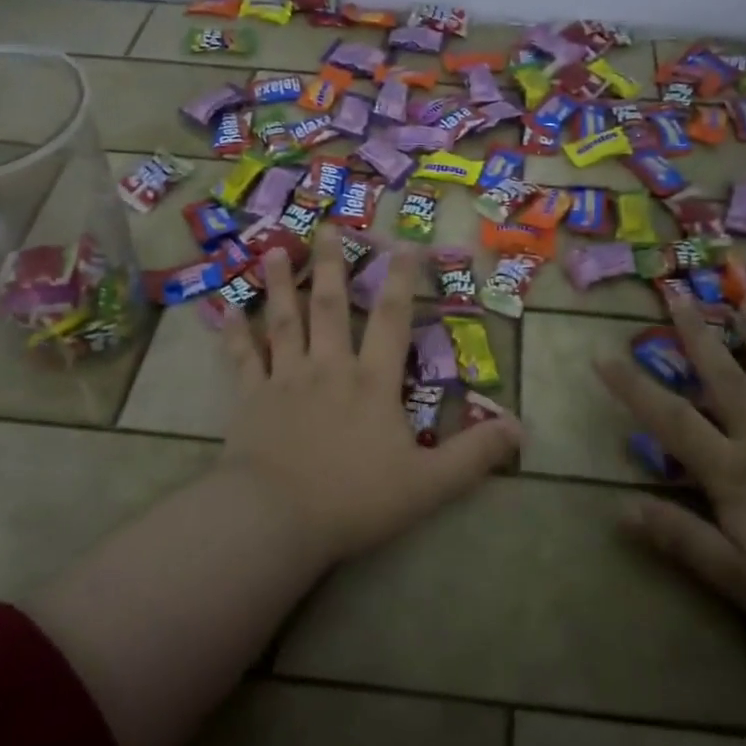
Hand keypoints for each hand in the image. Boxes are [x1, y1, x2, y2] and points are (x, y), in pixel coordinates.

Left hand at [219, 228, 522, 566]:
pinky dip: (235, 334)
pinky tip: (226, 311)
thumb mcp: (428, 483)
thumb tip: (520, 428)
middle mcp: (329, 368)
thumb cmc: (355, 499)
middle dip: (332, 264)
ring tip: (274, 248)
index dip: (401, 280)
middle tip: (329, 227)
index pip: (392, 320)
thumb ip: (473, 454)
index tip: (404, 243)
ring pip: (284, 321)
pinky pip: (243, 359)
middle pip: (330, 306)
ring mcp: (286, 380)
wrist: (275, 518)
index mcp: (372, 383)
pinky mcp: (250, 399)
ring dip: (280, 284)